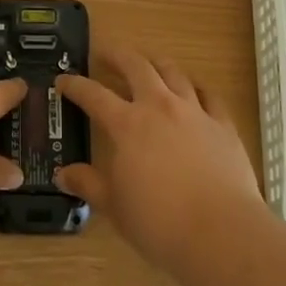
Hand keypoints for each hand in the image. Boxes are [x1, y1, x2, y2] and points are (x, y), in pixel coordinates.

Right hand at [55, 46, 262, 278]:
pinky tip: (194, 90)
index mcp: (127, 125)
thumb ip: (89, 185)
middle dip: (117, 55)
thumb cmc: (160, 223)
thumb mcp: (115, 207)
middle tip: (104, 52)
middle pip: (136, 66)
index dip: (75, 85)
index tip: (63, 80)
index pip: (94, 95)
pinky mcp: (223, 125)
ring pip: (173, 72)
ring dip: (156, 63)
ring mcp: (194, 112)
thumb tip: (63, 174)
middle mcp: (159, 107)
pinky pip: (209, 95)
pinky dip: (197, 87)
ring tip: (148, 62)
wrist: (222, 233)